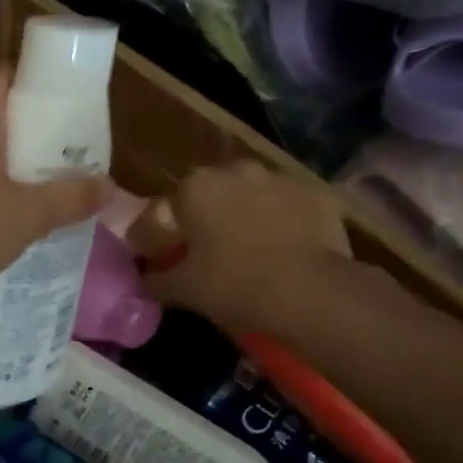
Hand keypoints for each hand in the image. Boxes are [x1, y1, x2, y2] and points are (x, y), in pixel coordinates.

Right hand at [138, 161, 352, 332]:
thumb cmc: (233, 284)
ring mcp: (281, 179)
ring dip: (246, 217)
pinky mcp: (317, 195)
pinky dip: (283, 224)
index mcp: (195, 187)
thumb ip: (156, 280)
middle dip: (206, 219)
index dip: (161, 236)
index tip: (164, 259)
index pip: (166, 208)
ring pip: (252, 197)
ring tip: (249, 253)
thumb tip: (145, 280)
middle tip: (207, 254)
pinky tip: (284, 252)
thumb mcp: (182, 289)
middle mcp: (236, 170)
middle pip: (211, 195)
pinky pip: (289, 208)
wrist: (311, 292)